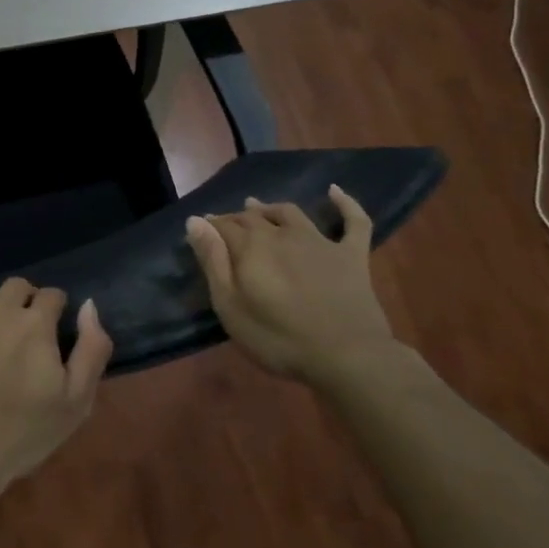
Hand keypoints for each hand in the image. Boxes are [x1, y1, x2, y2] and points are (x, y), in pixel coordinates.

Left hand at [0, 278, 112, 520]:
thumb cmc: (21, 435)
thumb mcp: (75, 402)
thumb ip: (91, 349)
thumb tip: (88, 305)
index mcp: (34, 323)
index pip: (51, 295)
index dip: (55, 310)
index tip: (52, 329)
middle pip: (15, 287)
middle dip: (24, 302)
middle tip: (22, 334)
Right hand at [186, 185, 396, 385]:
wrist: (346, 356)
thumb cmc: (278, 338)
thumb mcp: (230, 307)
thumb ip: (212, 261)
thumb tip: (195, 221)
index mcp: (251, 246)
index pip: (223, 225)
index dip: (210, 226)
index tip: (201, 230)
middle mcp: (282, 234)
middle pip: (253, 217)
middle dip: (236, 218)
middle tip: (226, 225)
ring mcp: (320, 242)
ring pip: (290, 213)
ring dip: (271, 208)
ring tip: (259, 207)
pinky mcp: (351, 255)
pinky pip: (353, 221)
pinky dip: (344, 203)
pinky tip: (335, 191)